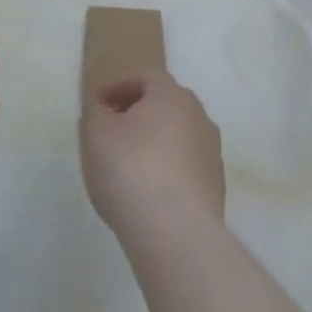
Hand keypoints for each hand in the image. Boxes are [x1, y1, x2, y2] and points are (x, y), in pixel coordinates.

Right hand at [79, 70, 224, 242]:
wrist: (176, 233)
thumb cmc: (131, 170)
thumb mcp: (95, 134)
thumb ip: (96, 115)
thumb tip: (104, 113)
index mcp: (172, 95)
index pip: (145, 77)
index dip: (118, 87)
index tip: (98, 104)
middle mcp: (199, 116)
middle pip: (165, 105)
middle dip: (138, 113)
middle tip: (113, 130)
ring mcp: (211, 153)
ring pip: (178, 136)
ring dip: (155, 143)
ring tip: (129, 165)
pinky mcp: (216, 187)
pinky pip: (186, 167)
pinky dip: (167, 170)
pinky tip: (148, 192)